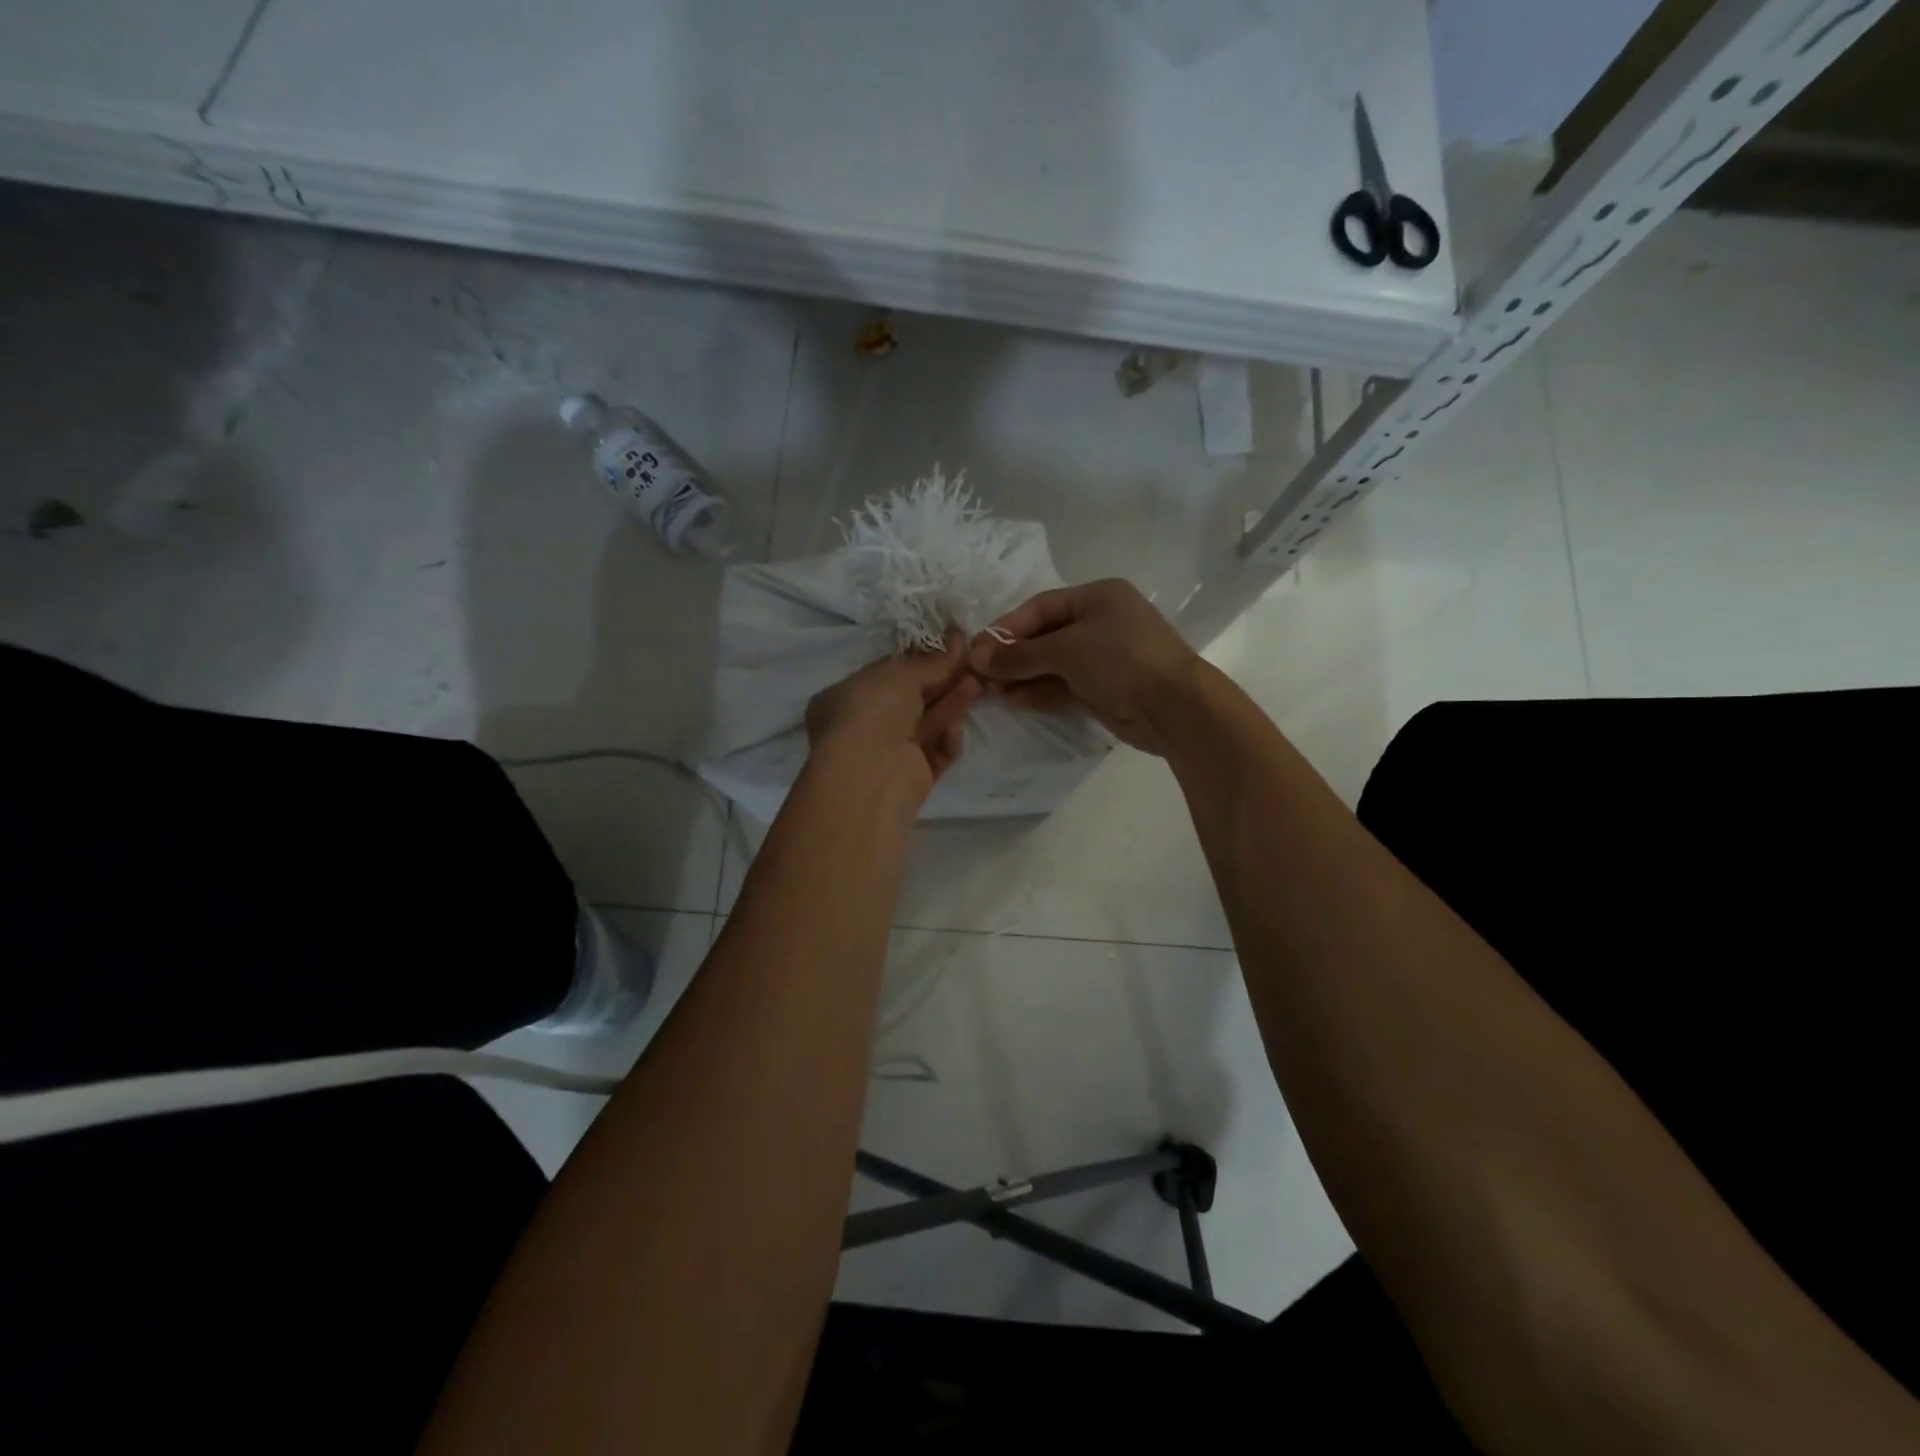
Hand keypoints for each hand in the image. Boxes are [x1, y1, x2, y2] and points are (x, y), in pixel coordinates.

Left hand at [805, 635, 981, 801]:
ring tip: (977, 685)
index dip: (921, 659)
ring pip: (926, 725)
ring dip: (950, 705)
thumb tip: (957, 638)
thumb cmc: (872, 713)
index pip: (888, 673)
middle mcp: (864, 725)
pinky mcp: (910, 779)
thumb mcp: (900, 674)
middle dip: (942, 681)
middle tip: (973, 664)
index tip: (952, 646)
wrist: (869, 777)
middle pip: (912, 699)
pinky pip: (934, 754)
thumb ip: (931, 660)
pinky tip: (956, 730)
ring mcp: (887, 754)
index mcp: (846, 696)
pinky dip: (946, 741)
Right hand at [968, 579, 1199, 755]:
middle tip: (979, 674)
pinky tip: (1013, 700)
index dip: (1007, 628)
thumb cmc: (1121, 659)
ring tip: (990, 691)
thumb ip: (1020, 655)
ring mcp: (1104, 658)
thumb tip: (977, 658)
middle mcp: (1101, 623)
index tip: (978, 650)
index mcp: (1098, 597)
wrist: (1174, 707)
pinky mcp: (1105, 690)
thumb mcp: (1066, 649)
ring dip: (1022, 676)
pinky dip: (1040, 692)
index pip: (1041, 607)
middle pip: (1045, 636)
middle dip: (1013, 655)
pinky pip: (1064, 686)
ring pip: (1053, 664)